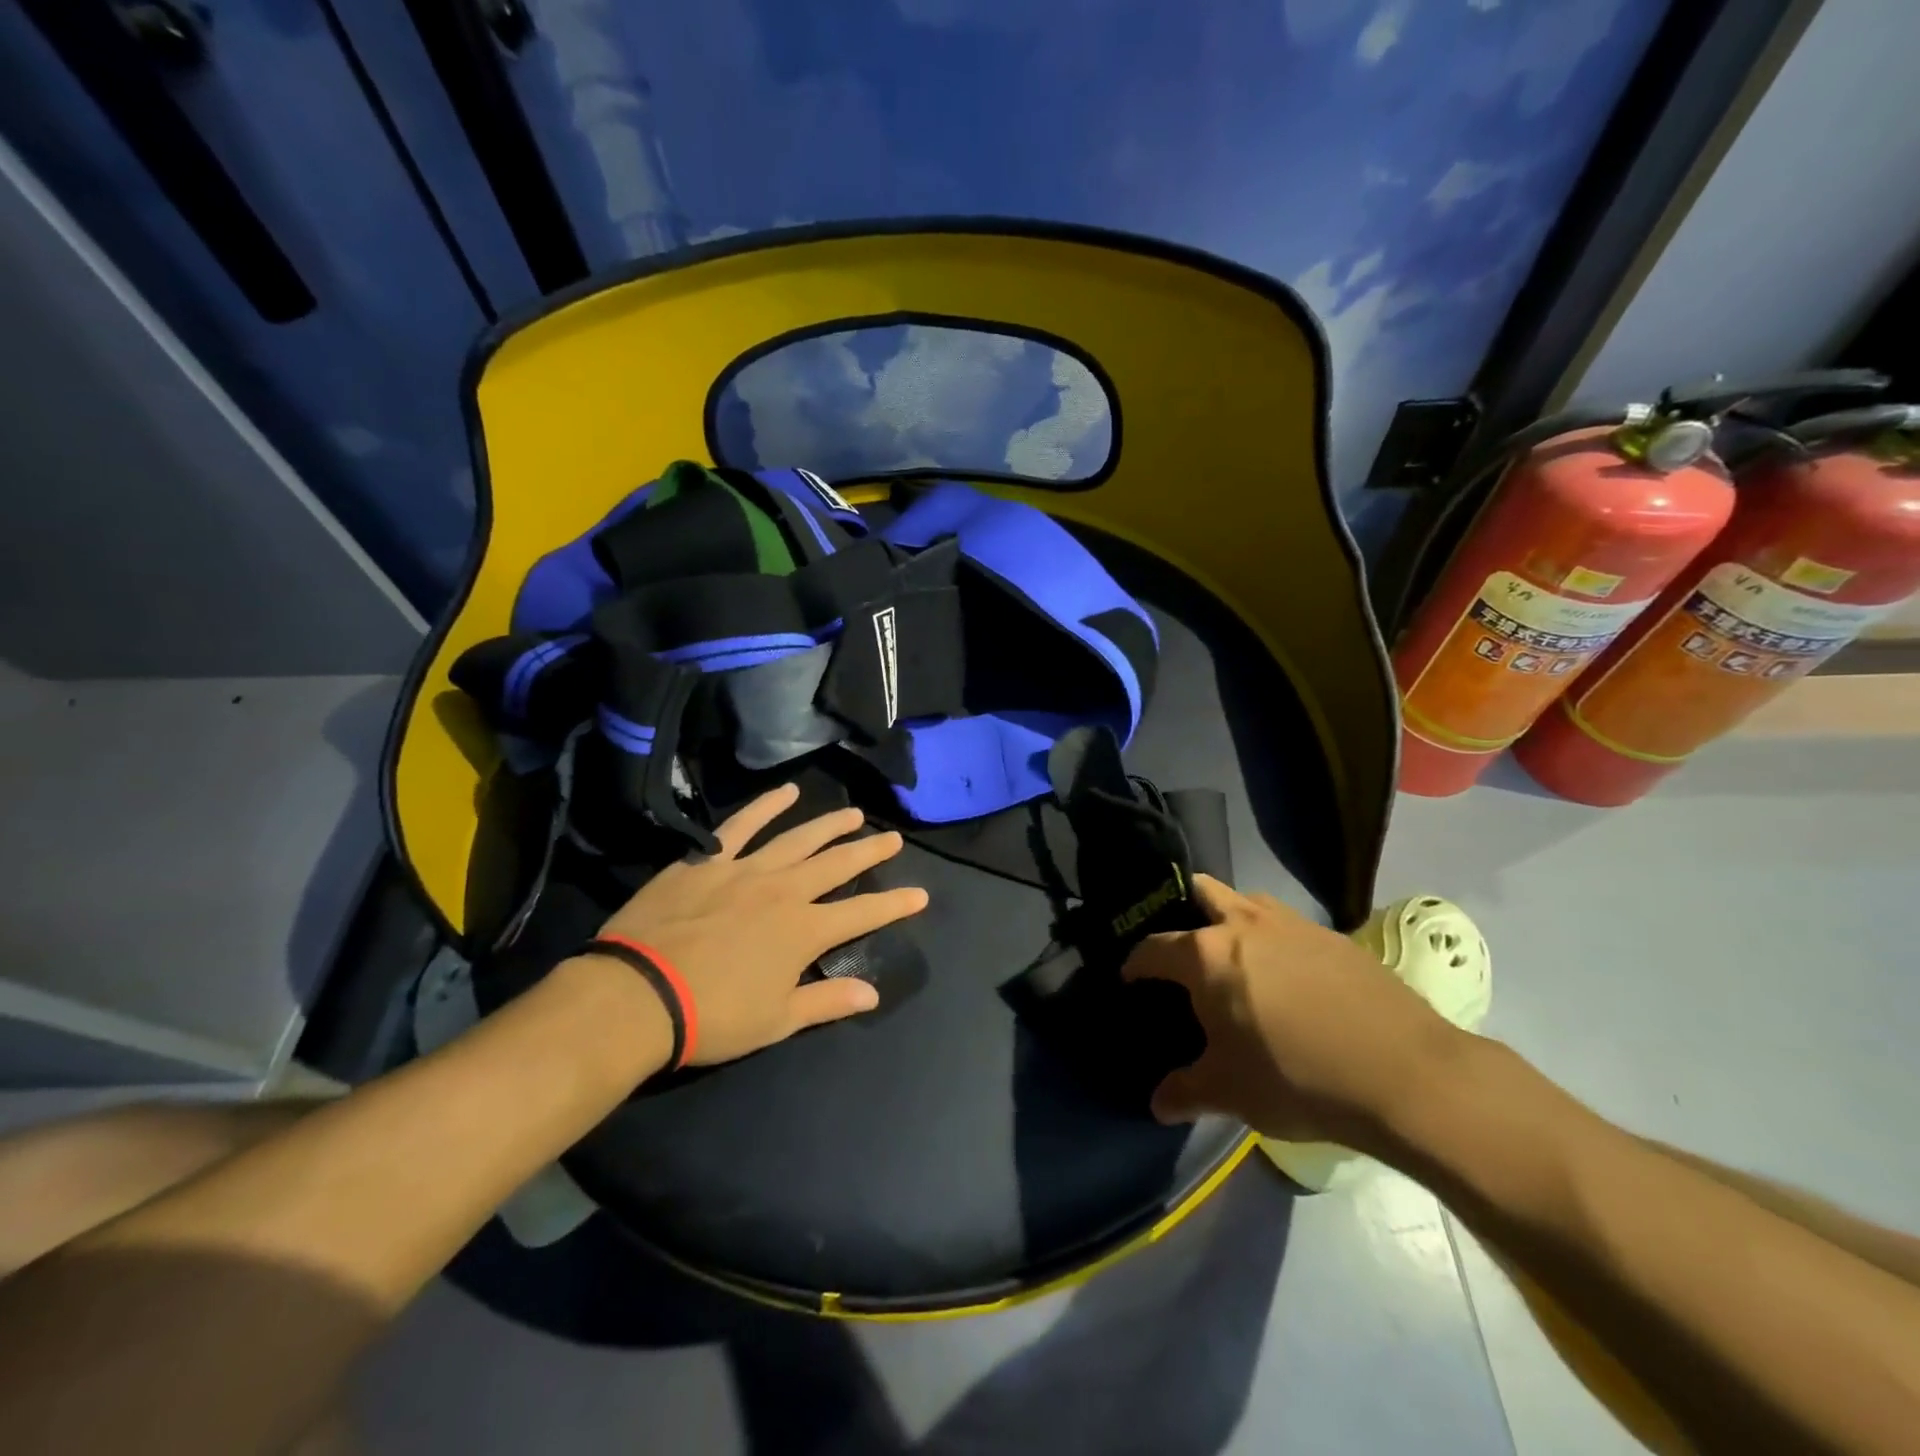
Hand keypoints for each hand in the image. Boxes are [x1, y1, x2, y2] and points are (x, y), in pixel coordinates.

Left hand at [584, 784, 928, 1066]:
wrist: (639, 994)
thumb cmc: (712, 1016)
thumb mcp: (776, 1019)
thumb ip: (827, 1000)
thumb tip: (872, 994)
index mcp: (804, 931)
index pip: (863, 913)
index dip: (895, 904)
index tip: (919, 893)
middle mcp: (784, 891)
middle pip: (837, 864)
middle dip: (869, 851)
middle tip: (892, 838)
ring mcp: (746, 870)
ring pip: (798, 838)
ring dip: (829, 825)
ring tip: (853, 813)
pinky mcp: (708, 860)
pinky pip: (741, 826)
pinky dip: (765, 806)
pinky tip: (785, 792)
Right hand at [1122, 875, 1465, 1149]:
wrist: (1405, 1074)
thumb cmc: (1297, 1077)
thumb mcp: (1230, 1093)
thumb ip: (1185, 1091)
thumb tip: (1156, 1103)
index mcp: (1206, 955)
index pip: (1152, 948)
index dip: (1135, 964)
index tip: (1130, 980)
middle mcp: (1244, 924)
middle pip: (1200, 891)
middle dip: (1182, 908)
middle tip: (1184, 950)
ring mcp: (1292, 924)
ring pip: (1247, 902)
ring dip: (1232, 919)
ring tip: (1236, 960)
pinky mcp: (1334, 937)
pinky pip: (1288, 926)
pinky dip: (1275, 940)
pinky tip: (1290, 979)